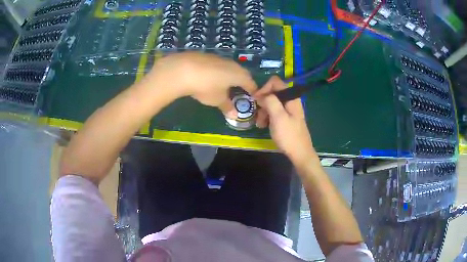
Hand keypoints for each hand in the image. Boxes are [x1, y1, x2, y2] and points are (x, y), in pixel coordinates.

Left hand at [149, 52, 256, 117]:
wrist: (184, 69)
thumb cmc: (206, 87)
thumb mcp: (217, 100)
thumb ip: (227, 107)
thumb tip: (234, 115)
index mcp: (239, 75)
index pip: (251, 83)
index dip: (253, 90)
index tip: (253, 96)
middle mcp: (232, 64)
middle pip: (242, 73)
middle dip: (242, 81)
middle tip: (240, 90)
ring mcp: (219, 58)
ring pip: (229, 67)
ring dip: (229, 75)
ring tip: (225, 84)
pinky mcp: (207, 56)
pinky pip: (218, 65)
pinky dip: (218, 71)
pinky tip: (210, 77)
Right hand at [254, 76, 316, 165]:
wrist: (300, 153)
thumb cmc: (289, 135)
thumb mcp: (278, 117)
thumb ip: (270, 101)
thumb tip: (261, 94)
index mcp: (291, 97)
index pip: (275, 82)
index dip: (263, 88)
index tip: (256, 100)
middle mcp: (291, 100)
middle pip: (272, 93)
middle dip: (263, 102)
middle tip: (258, 115)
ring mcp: (289, 109)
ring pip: (272, 103)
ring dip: (263, 111)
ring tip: (260, 124)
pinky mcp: (287, 117)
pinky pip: (274, 112)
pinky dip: (268, 116)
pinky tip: (264, 125)